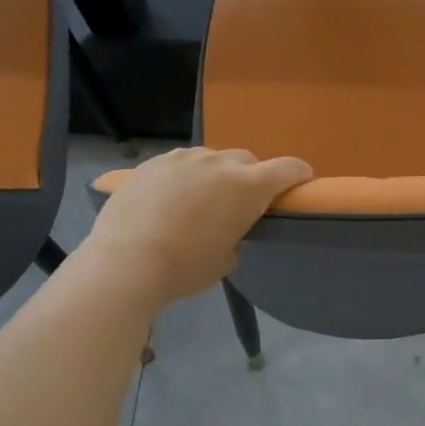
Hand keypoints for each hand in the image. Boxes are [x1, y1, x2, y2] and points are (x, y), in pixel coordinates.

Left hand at [82, 147, 311, 307]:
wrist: (125, 262)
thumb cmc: (185, 267)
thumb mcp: (226, 259)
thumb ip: (237, 234)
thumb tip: (227, 228)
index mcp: (248, 186)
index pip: (289, 168)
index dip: (299, 175)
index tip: (300, 184)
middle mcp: (220, 163)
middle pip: (247, 161)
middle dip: (249, 178)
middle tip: (238, 204)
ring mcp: (184, 158)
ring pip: (211, 159)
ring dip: (214, 175)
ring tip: (198, 201)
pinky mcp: (153, 162)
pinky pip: (179, 164)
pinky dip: (183, 177)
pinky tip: (168, 200)